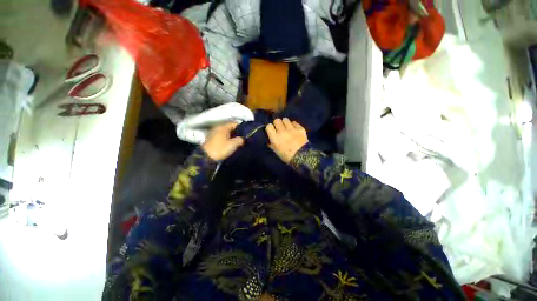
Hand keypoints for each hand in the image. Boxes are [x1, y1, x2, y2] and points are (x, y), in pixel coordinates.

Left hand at [202, 122, 243, 160]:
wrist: (206, 158)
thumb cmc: (220, 149)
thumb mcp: (233, 145)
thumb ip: (239, 140)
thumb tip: (242, 139)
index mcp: (223, 127)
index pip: (234, 124)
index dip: (241, 127)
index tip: (246, 132)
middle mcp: (217, 128)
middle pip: (229, 128)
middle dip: (236, 132)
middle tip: (243, 137)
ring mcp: (213, 133)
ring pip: (225, 132)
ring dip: (231, 136)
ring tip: (237, 141)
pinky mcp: (211, 139)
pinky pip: (222, 136)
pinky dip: (226, 138)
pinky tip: (230, 143)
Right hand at [266, 118, 307, 163]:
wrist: (302, 157)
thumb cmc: (286, 156)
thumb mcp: (276, 151)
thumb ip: (271, 143)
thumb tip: (269, 139)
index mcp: (275, 138)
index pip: (269, 126)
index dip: (270, 127)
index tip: (272, 130)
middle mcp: (282, 131)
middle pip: (277, 120)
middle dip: (277, 123)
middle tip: (279, 128)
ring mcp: (292, 129)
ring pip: (285, 119)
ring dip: (285, 123)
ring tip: (287, 127)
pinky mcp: (300, 128)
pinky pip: (294, 122)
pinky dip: (293, 125)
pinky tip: (294, 129)